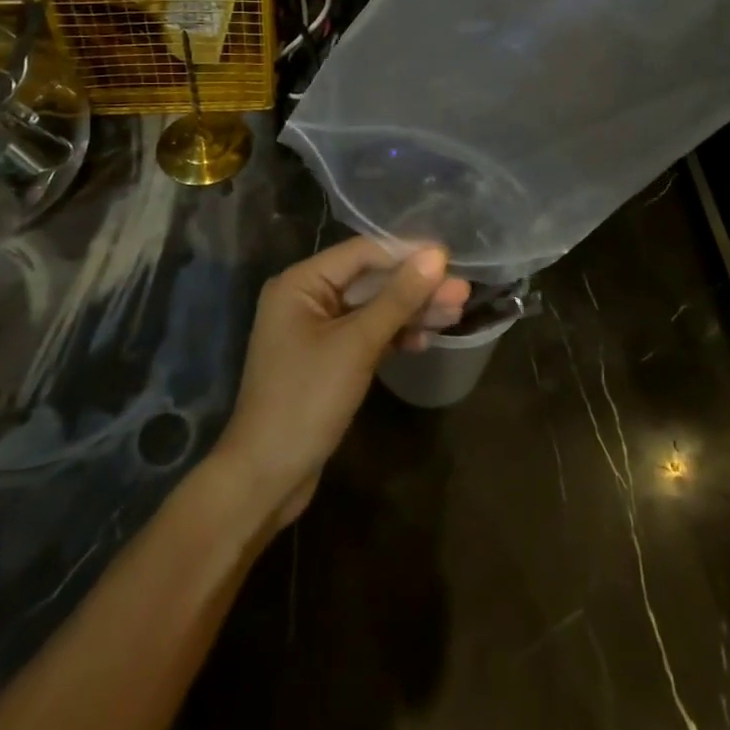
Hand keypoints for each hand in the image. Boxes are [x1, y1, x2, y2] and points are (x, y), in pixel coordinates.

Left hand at [214, 237, 469, 529]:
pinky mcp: (327, 360)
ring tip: (456, 312)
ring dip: (411, 311)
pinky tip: (426, 340)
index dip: (407, 253)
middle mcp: (306, 298)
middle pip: (370, 281)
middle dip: (415, 286)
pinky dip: (394, 336)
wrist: (266, 477)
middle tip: (462, 290)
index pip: (362, 253)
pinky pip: (367, 335)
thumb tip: (436, 257)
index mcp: (300, 283)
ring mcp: (316, 331)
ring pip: (373, 309)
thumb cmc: (306, 399)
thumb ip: (398, 298)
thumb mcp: (357, 345)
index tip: (450, 256)